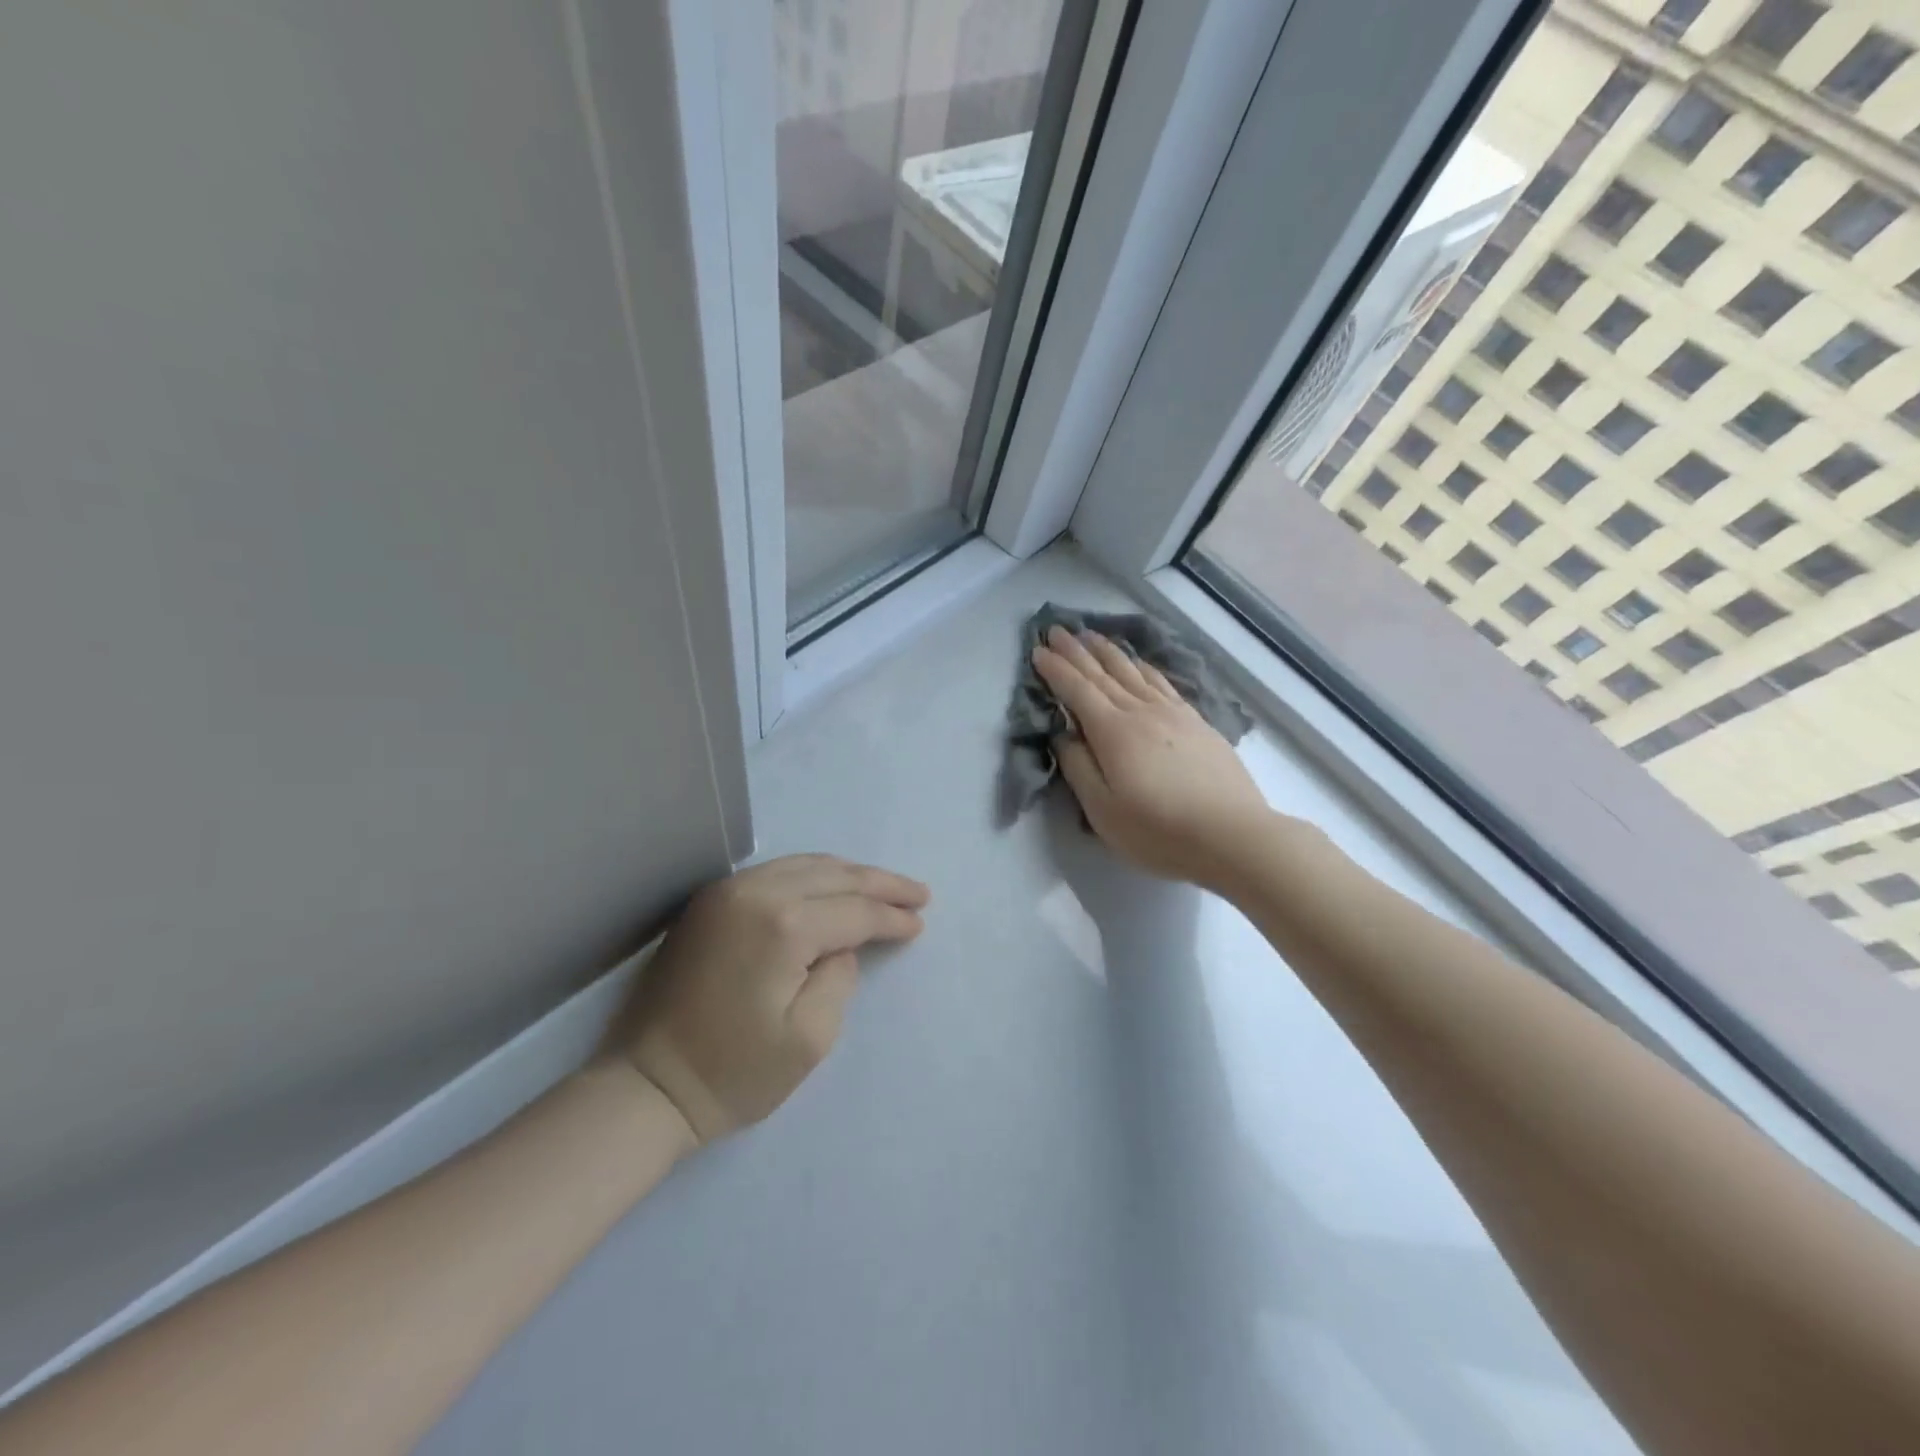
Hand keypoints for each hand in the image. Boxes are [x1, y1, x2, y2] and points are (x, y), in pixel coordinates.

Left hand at [599, 854, 929, 1144]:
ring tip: (882, 887)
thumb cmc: (734, 1072)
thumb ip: (840, 977)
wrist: (647, 1085)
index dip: (892, 917)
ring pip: (805, 864)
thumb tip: (841, 944)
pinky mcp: (710, 901)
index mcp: (783, 925)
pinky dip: (813, 875)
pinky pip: (776, 872)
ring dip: (848, 874)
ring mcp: (728, 891)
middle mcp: (756, 891)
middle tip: (917, 894)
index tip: (920, 924)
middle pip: (835, 875)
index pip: (855, 911)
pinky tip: (831, 887)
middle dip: (880, 884)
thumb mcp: (810, 1038)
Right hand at [1032, 626, 1277, 891]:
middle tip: (1057, 630)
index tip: (1037, 650)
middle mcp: (1141, 711)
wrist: (1232, 835)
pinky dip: (1144, 667)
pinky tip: (1140, 663)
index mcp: (1113, 732)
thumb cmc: (1159, 830)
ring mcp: (1173, 714)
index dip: (1056, 670)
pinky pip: (1162, 682)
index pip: (1077, 691)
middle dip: (1076, 651)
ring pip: (1134, 672)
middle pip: (1103, 673)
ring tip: (1092, 636)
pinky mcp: (1197, 723)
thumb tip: (1063, 735)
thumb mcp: (1102, 810)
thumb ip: (1078, 768)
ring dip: (1109, 652)